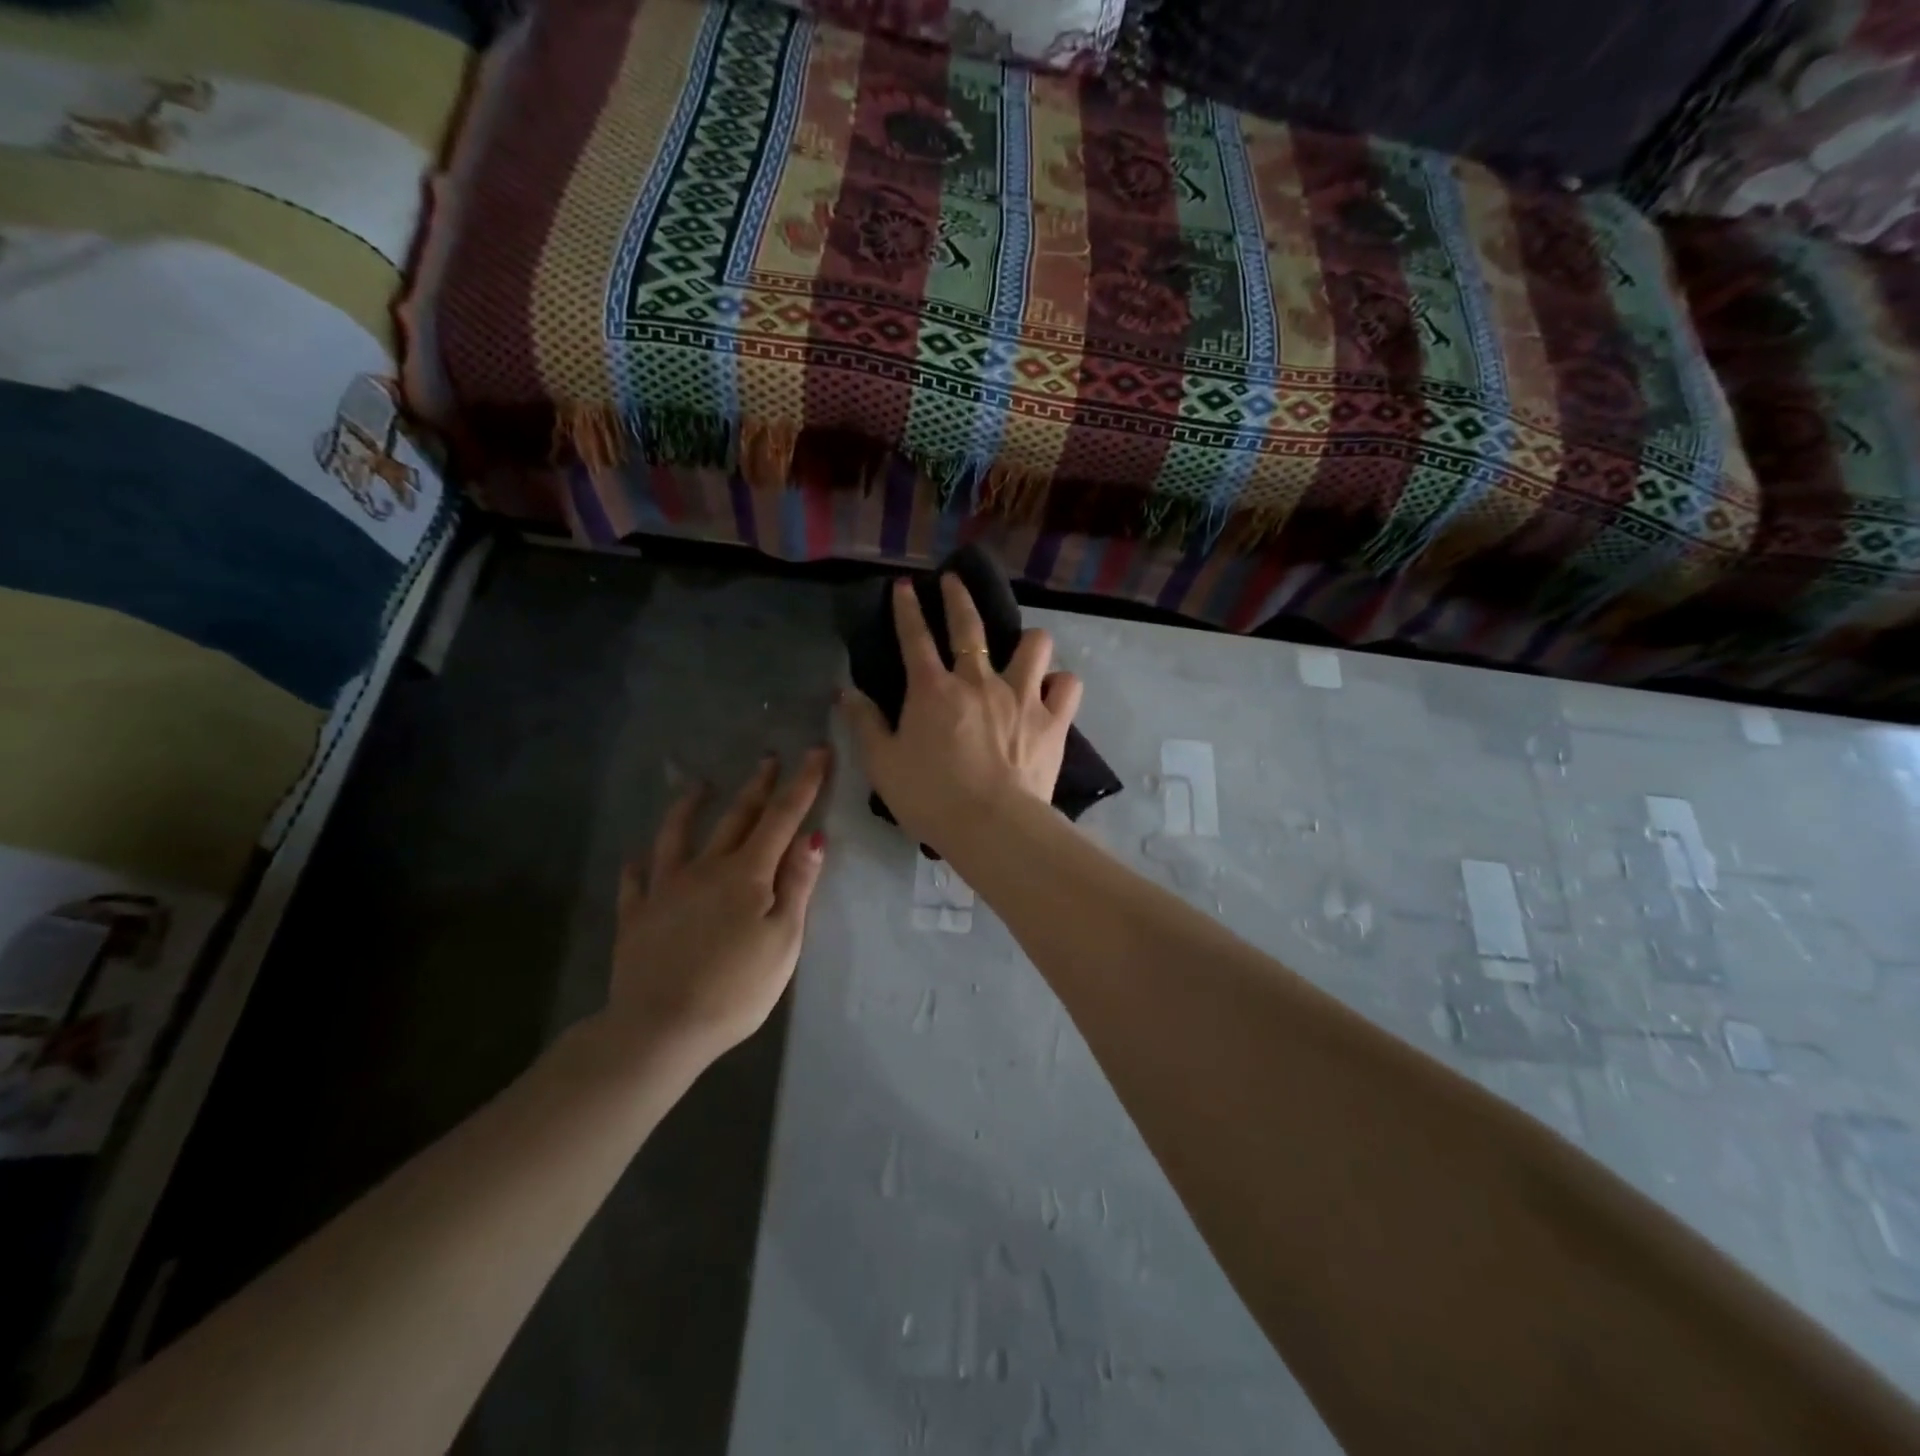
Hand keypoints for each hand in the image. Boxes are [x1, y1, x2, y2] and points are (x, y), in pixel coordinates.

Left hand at [607, 749, 829, 1062]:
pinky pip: (635, 881)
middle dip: (758, 785)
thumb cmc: (735, 989)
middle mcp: (706, 868)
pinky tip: (637, 858)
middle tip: (769, 758)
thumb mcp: (783, 940)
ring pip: (678, 835)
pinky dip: (639, 865)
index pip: (782, 817)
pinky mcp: (636, 915)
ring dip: (690, 806)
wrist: (659, 1028)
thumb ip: (797, 886)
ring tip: (698, 785)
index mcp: (747, 874)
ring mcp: (665, 889)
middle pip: (736, 817)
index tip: (817, 752)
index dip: (803, 783)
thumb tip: (813, 837)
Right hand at [840, 575, 1082, 855]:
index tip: (906, 586)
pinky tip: (1052, 691)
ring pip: (1034, 644)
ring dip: (1027, 640)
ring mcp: (1021, 696)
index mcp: (933, 690)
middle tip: (955, 580)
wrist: (992, 826)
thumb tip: (844, 691)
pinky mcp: (1053, 720)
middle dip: (959, 596)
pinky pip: (1067, 685)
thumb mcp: (882, 764)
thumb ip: (864, 723)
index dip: (907, 608)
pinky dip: (1059, 684)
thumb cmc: (930, 797)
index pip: (915, 637)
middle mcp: (979, 681)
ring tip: (1023, 648)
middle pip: (970, 625)